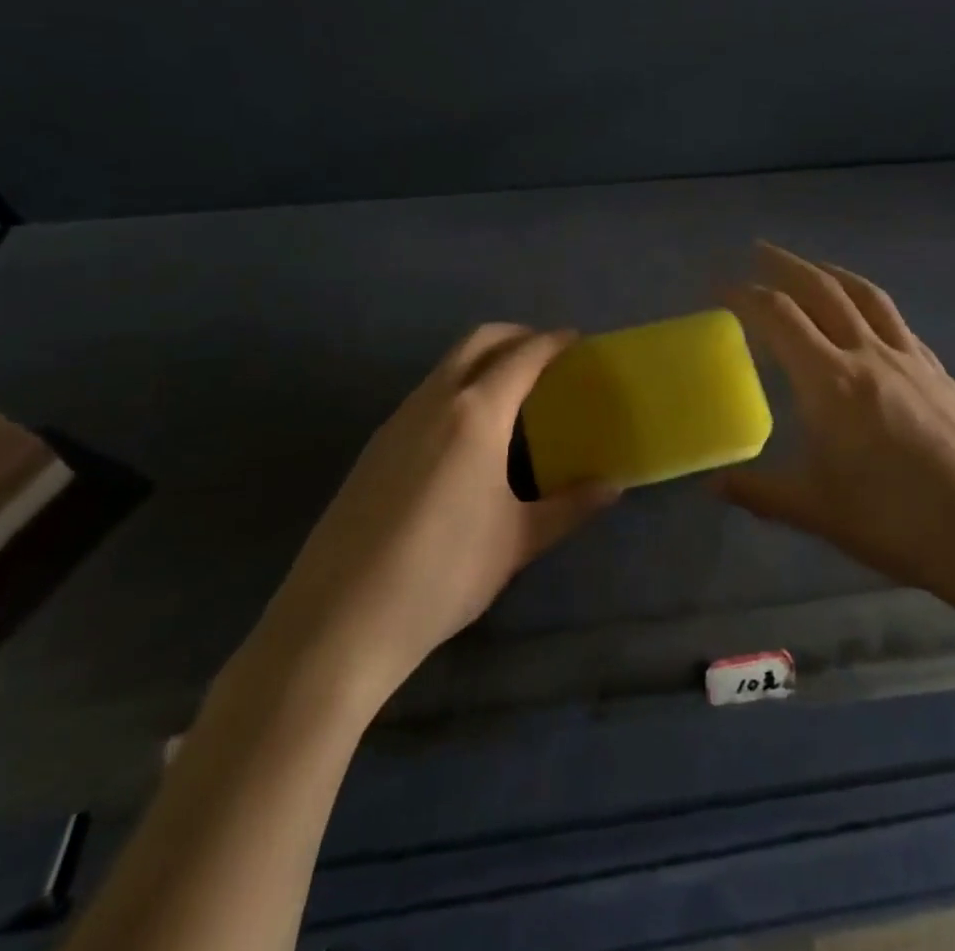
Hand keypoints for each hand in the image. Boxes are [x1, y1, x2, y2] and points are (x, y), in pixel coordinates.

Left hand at [243, 325, 616, 720]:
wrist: (340, 618)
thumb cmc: (443, 573)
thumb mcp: (516, 541)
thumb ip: (569, 507)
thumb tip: (613, 486)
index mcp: (476, 414)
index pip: (522, 357)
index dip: (552, 342)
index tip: (576, 340)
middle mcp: (434, 401)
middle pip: (477, 342)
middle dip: (515, 336)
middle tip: (546, 355)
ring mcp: (397, 421)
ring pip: (446, 366)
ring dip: (482, 360)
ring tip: (513, 393)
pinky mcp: (375, 446)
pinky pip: (425, 394)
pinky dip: (456, 387)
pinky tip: (467, 433)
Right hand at [718, 243, 954, 633]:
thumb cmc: (901, 522)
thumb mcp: (818, 512)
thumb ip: (759, 492)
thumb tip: (711, 486)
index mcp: (830, 381)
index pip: (778, 316)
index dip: (743, 293)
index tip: (718, 283)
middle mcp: (869, 354)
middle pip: (822, 290)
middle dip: (785, 264)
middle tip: (758, 249)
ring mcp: (912, 360)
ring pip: (865, 296)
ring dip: (831, 272)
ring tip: (811, 266)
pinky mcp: (942, 374)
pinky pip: (896, 322)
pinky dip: (870, 305)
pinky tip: (869, 320)